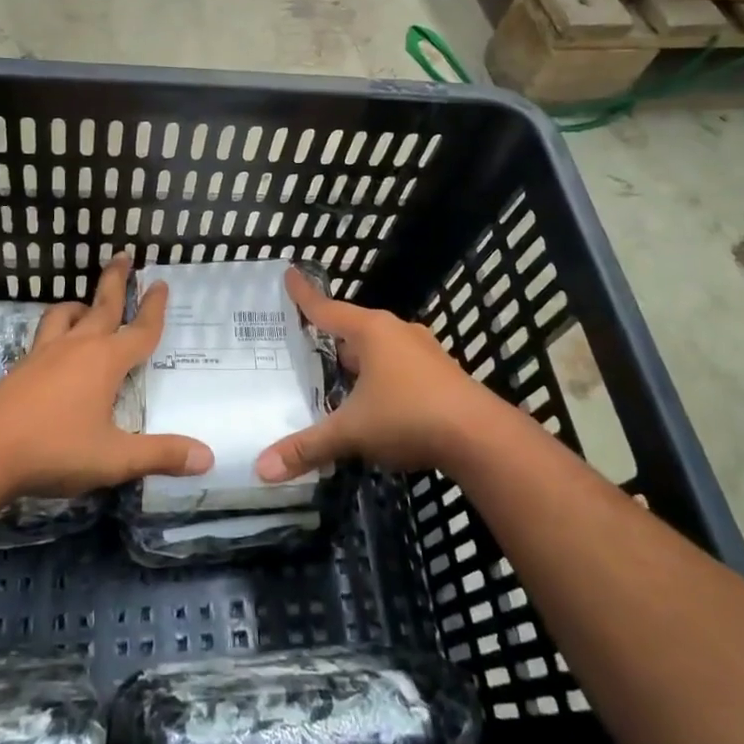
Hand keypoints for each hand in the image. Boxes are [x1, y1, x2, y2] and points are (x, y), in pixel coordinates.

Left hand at [0, 253, 212, 499]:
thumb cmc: (54, 449)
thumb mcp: (114, 458)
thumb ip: (160, 455)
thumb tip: (208, 457)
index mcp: (105, 362)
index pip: (139, 331)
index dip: (154, 309)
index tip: (161, 283)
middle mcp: (77, 348)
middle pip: (101, 306)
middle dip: (115, 281)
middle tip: (123, 255)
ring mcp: (44, 355)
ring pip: (65, 315)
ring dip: (80, 304)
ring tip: (86, 304)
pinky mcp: (21, 368)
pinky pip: (44, 335)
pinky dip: (56, 328)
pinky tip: (54, 345)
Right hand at [256, 267, 517, 483]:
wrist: (481, 437)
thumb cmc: (408, 417)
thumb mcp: (351, 432)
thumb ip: (307, 447)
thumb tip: (262, 469)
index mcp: (372, 332)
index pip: (327, 309)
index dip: (304, 295)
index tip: (289, 273)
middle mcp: (398, 332)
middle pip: (354, 328)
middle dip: (332, 337)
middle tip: (307, 344)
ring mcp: (424, 352)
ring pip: (380, 350)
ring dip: (360, 360)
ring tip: (338, 377)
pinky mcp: (442, 375)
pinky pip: (400, 368)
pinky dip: (382, 378)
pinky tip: (377, 402)